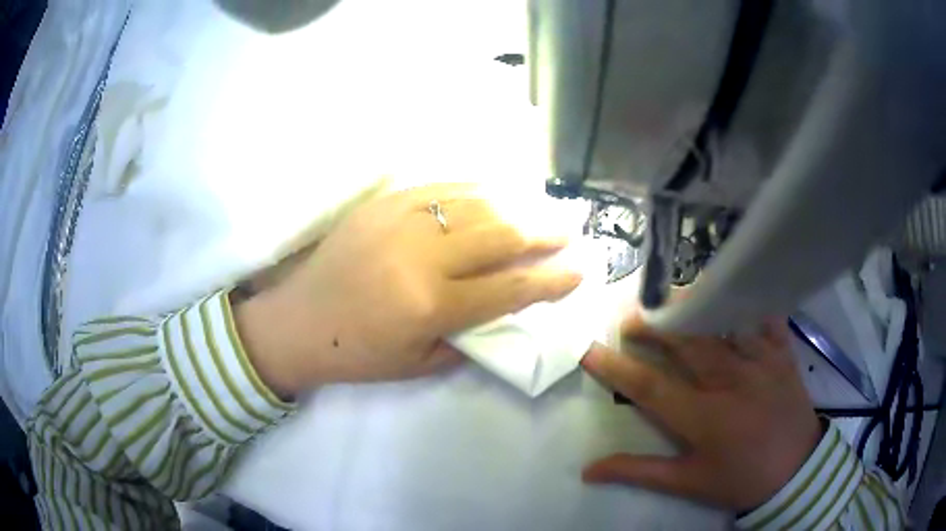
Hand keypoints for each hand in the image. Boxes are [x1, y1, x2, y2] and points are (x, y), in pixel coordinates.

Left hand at [236, 184, 582, 395]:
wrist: (297, 320)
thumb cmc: (356, 353)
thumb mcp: (418, 365)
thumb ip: (469, 337)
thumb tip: (505, 309)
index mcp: (431, 306)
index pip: (510, 288)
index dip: (551, 280)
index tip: (579, 271)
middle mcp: (422, 256)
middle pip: (502, 234)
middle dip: (545, 231)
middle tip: (571, 228)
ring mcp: (401, 220)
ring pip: (477, 202)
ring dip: (518, 203)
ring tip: (544, 205)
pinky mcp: (385, 202)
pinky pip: (443, 186)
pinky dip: (478, 187)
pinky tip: (498, 190)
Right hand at [580, 315, 822, 512]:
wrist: (797, 472)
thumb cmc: (740, 479)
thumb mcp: (688, 483)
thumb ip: (639, 472)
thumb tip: (589, 470)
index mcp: (704, 418)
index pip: (650, 386)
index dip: (616, 366)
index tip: (589, 349)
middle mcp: (731, 381)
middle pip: (685, 341)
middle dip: (652, 324)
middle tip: (630, 317)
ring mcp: (761, 361)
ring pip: (722, 320)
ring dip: (692, 307)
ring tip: (671, 300)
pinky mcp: (783, 352)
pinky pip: (764, 315)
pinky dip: (746, 301)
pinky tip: (731, 294)